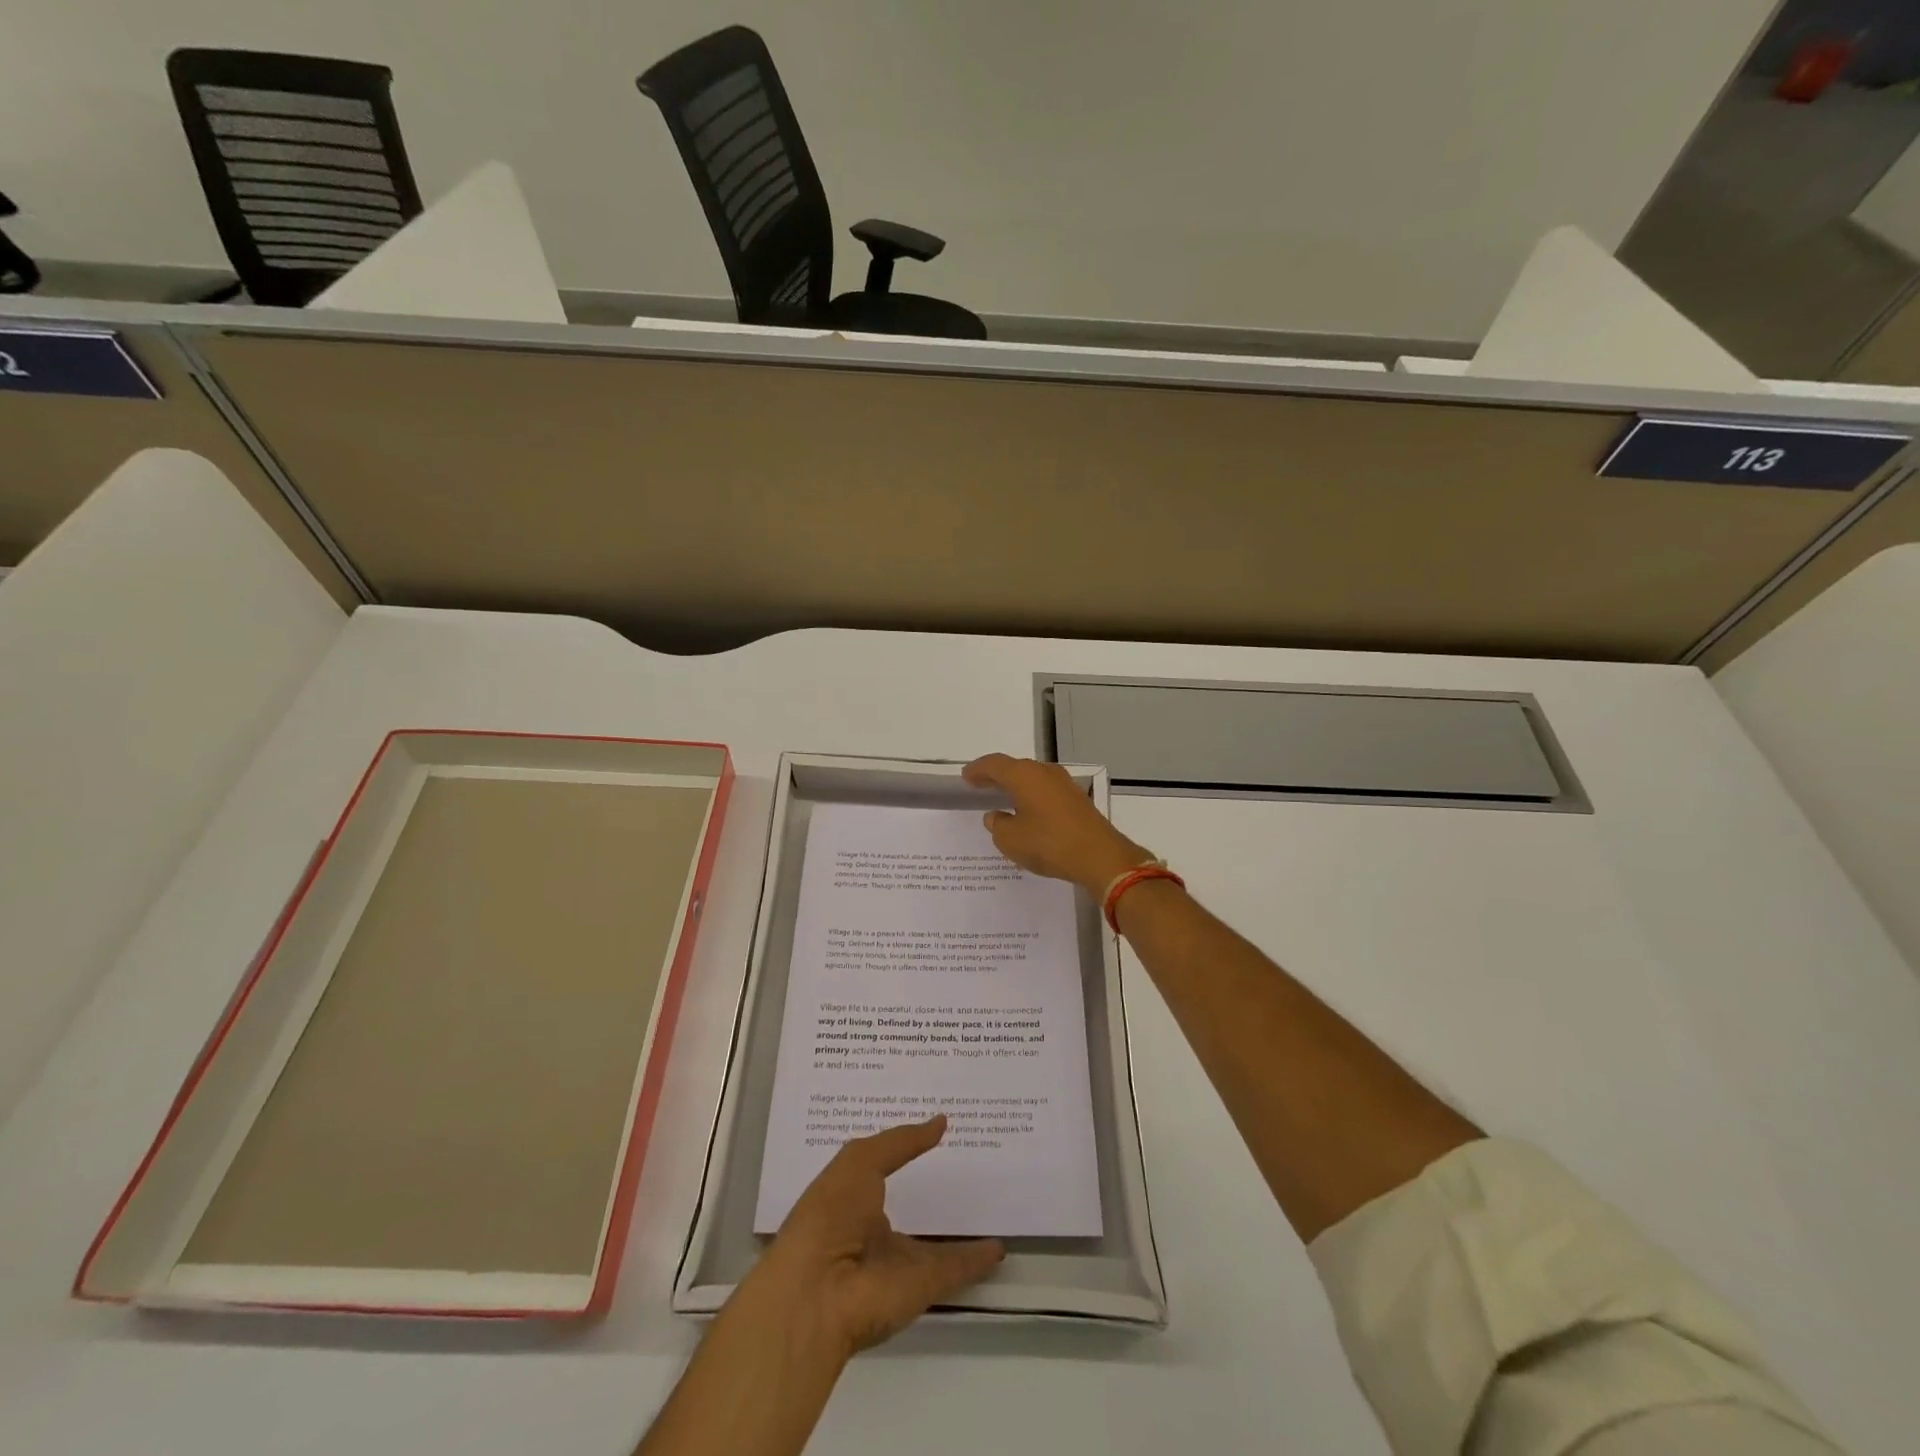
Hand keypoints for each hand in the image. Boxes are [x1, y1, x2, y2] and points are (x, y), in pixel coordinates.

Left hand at [752, 1116, 1003, 1356]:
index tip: (933, 1131)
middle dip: (932, 1191)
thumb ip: (901, 1141)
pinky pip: (955, 1268)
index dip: (904, 1152)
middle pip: (910, 1208)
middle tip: (969, 1163)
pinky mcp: (921, 1287)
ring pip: (935, 1243)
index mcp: (851, 1198)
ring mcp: (898, 1261)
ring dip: (959, 1230)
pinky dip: (977, 1260)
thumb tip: (940, 1121)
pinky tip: (999, 1245)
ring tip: (989, 1204)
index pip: (882, 1169)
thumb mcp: (860, 1161)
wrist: (818, 1294)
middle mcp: (873, 1231)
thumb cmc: (830, 1213)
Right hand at [962, 753, 1152, 893]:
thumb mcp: (1011, 840)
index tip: (966, 776)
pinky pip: (1046, 791)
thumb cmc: (1049, 844)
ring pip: (1033, 779)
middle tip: (981, 784)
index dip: (978, 770)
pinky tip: (1028, 811)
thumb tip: (996, 816)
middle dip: (997, 776)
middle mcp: (1044, 773)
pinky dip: (1032, 796)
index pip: (995, 764)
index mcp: (1024, 776)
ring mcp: (1065, 785)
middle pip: (1015, 768)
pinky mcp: (1077, 800)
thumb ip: (998, 825)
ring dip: (1016, 786)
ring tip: (1003, 797)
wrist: (1100, 856)